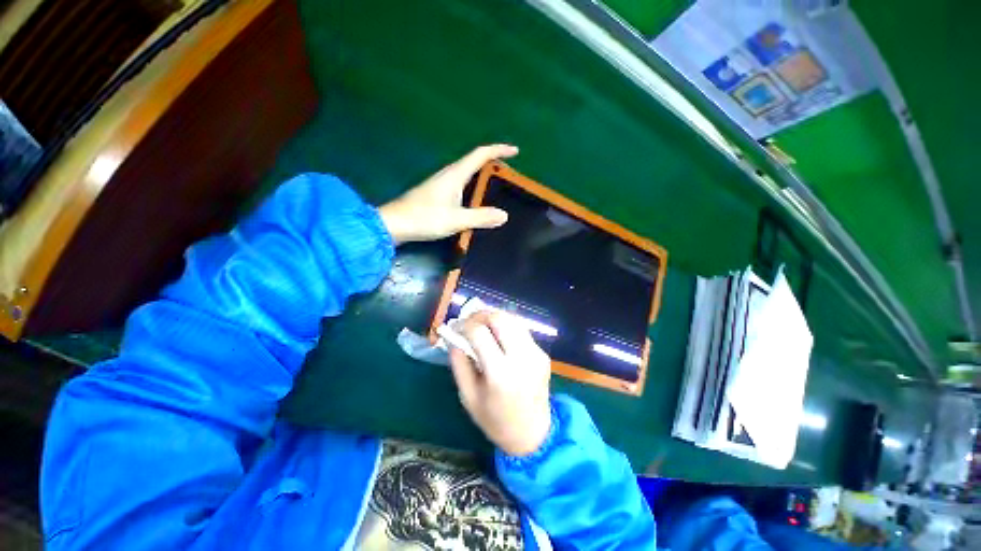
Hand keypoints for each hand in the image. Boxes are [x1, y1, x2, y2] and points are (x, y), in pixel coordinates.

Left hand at [379, 144, 517, 243]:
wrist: (395, 224)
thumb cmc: (425, 218)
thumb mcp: (457, 219)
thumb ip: (481, 217)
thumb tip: (504, 215)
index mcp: (455, 175)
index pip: (480, 154)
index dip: (499, 150)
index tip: (515, 151)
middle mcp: (449, 174)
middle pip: (474, 160)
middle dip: (493, 162)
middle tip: (508, 172)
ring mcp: (441, 183)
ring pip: (467, 172)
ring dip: (483, 174)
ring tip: (496, 185)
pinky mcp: (436, 193)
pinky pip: (461, 183)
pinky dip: (473, 185)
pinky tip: (475, 199)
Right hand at [449, 311, 551, 456]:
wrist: (533, 433)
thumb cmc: (495, 419)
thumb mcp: (468, 396)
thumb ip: (459, 363)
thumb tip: (454, 337)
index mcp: (500, 374)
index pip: (479, 333)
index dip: (464, 325)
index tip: (456, 328)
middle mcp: (521, 358)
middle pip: (500, 318)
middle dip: (480, 314)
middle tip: (469, 322)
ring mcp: (536, 354)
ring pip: (513, 319)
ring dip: (494, 318)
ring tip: (481, 325)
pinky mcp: (543, 353)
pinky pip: (522, 331)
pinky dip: (506, 327)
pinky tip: (498, 337)